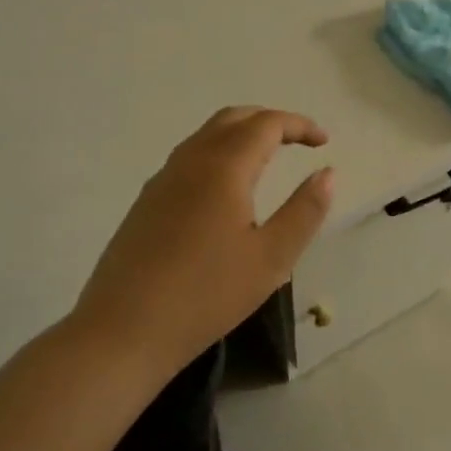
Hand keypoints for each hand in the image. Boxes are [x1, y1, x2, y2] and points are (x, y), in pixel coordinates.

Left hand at [69, 107, 334, 376]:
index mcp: (223, 168)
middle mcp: (189, 162)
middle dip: (269, 121)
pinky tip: (227, 190)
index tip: (323, 141)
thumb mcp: (272, 258)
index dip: (298, 125)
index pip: (266, 124)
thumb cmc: (207, 295)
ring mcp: (161, 181)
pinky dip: (218, 154)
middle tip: (298, 140)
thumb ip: (304, 211)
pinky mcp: (146, 203)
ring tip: (268, 158)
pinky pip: (188, 159)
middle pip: (232, 119)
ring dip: (241, 135)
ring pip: (205, 137)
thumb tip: (327, 173)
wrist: (123, 331)